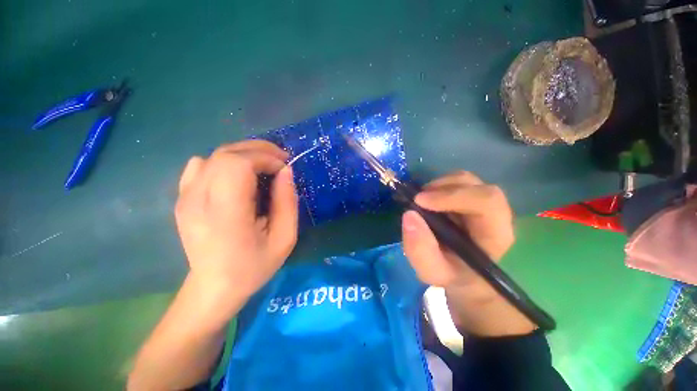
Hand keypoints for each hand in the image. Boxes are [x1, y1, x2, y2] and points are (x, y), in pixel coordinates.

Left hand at [175, 140, 297, 299]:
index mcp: (225, 213)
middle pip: (226, 154)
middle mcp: (198, 199)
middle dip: (258, 150)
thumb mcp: (284, 238)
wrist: (214, 288)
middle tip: (279, 160)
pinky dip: (223, 162)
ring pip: (214, 156)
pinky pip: (200, 164)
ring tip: (263, 165)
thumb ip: (287, 202)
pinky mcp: (182, 198)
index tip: (284, 168)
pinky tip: (237, 176)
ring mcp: (185, 197)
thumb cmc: (254, 266)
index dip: (265, 158)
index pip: (238, 164)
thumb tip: (286, 171)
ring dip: (244, 155)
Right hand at [401, 171, 514, 289]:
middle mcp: (494, 213)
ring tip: (421, 201)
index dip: (453, 196)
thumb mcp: (432, 271)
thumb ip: (420, 250)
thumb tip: (409, 215)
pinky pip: (455, 183)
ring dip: (438, 186)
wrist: (463, 274)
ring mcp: (481, 202)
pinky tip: (427, 200)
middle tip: (417, 200)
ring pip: (464, 180)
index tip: (420, 201)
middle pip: (475, 185)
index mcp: (495, 233)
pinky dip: (437, 187)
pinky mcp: (469, 198)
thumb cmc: (452, 274)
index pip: (487, 202)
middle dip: (442, 188)